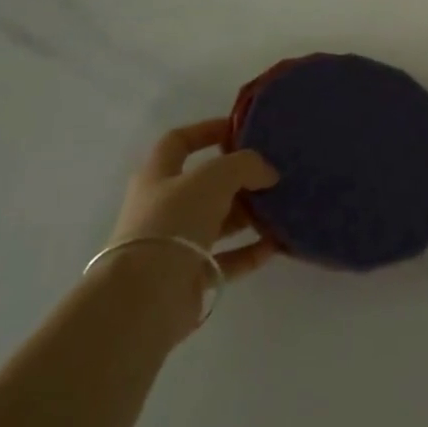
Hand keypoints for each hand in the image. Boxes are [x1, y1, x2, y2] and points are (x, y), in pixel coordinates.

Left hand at [109, 118, 280, 282]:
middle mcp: (163, 208)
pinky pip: (226, 259)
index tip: (241, 131)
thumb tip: (268, 173)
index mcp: (158, 176)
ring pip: (218, 222)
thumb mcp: (214, 177)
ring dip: (249, 215)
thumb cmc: (174, 221)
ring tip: (281, 208)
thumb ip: (245, 165)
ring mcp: (175, 244)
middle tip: (272, 175)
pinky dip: (250, 251)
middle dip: (239, 179)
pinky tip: (275, 244)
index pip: (179, 141)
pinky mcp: (189, 277)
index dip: (207, 130)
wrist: (146, 296)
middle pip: (205, 185)